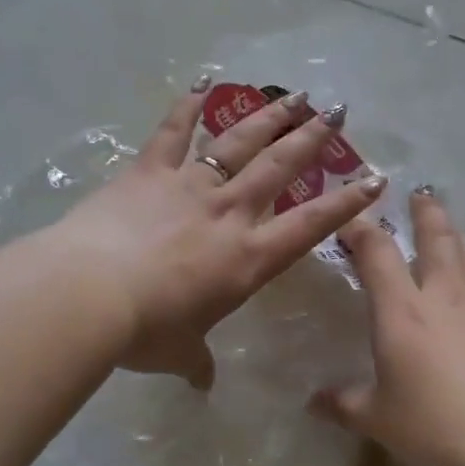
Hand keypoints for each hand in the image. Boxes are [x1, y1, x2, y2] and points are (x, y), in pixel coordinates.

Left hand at [48, 80, 387, 386]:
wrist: (90, 293)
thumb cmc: (145, 331)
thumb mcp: (178, 353)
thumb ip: (196, 362)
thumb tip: (202, 383)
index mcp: (247, 258)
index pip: (309, 226)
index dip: (345, 204)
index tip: (375, 179)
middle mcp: (228, 212)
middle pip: (280, 167)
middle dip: (312, 138)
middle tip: (337, 111)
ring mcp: (190, 185)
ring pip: (239, 141)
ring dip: (269, 116)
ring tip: (294, 94)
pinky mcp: (149, 171)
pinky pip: (172, 132)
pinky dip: (187, 106)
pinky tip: (202, 82)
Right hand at [310, 190, 464, 465]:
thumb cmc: (432, 426)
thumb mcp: (376, 419)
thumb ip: (342, 403)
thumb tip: (313, 402)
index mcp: (401, 310)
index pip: (377, 252)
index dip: (362, 230)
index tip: (353, 221)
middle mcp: (443, 294)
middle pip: (436, 236)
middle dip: (425, 212)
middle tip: (421, 195)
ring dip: (457, 235)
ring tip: (451, 231)